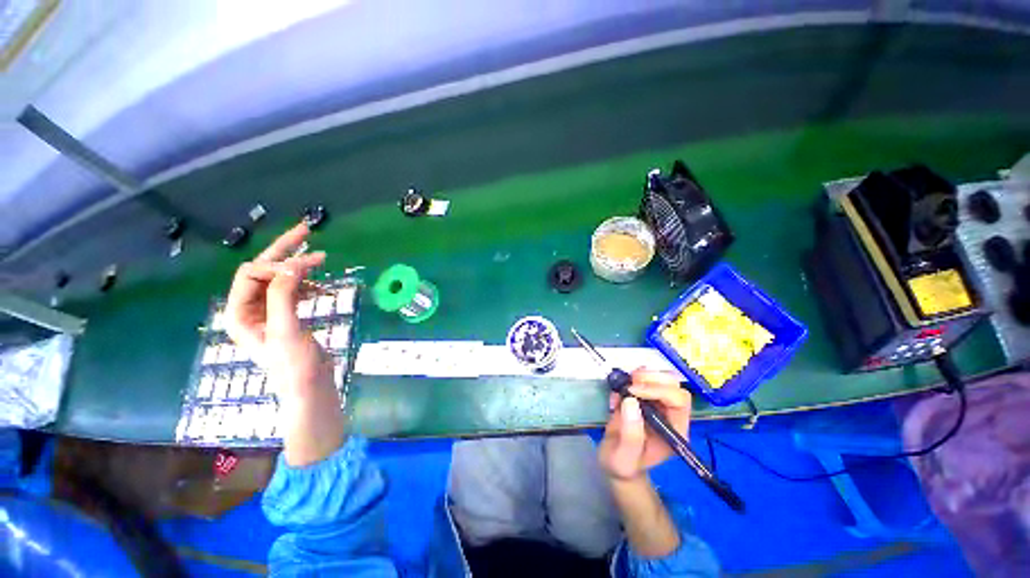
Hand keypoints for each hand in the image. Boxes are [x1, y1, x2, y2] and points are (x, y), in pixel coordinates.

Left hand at [224, 223, 329, 394]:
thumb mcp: (286, 329)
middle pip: (263, 270)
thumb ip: (284, 295)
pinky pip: (292, 290)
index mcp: (239, 313)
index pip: (251, 274)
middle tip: (306, 230)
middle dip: (284, 251)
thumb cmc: (294, 363)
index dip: (277, 266)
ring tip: (322, 260)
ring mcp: (268, 312)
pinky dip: (307, 283)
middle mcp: (249, 309)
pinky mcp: (286, 316)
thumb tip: (293, 264)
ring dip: (299, 268)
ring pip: (280, 278)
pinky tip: (321, 286)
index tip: (307, 268)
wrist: (310, 386)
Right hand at [598, 369, 691, 481]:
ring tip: (623, 384)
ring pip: (662, 378)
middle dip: (652, 378)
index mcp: (674, 430)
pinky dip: (631, 377)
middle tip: (629, 382)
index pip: (678, 401)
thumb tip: (630, 401)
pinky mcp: (645, 397)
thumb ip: (630, 435)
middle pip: (673, 385)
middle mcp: (671, 415)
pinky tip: (619, 389)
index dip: (657, 390)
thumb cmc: (623, 464)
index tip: (632, 391)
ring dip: (642, 375)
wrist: (615, 462)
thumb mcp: (624, 457)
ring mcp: (658, 404)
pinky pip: (645, 379)